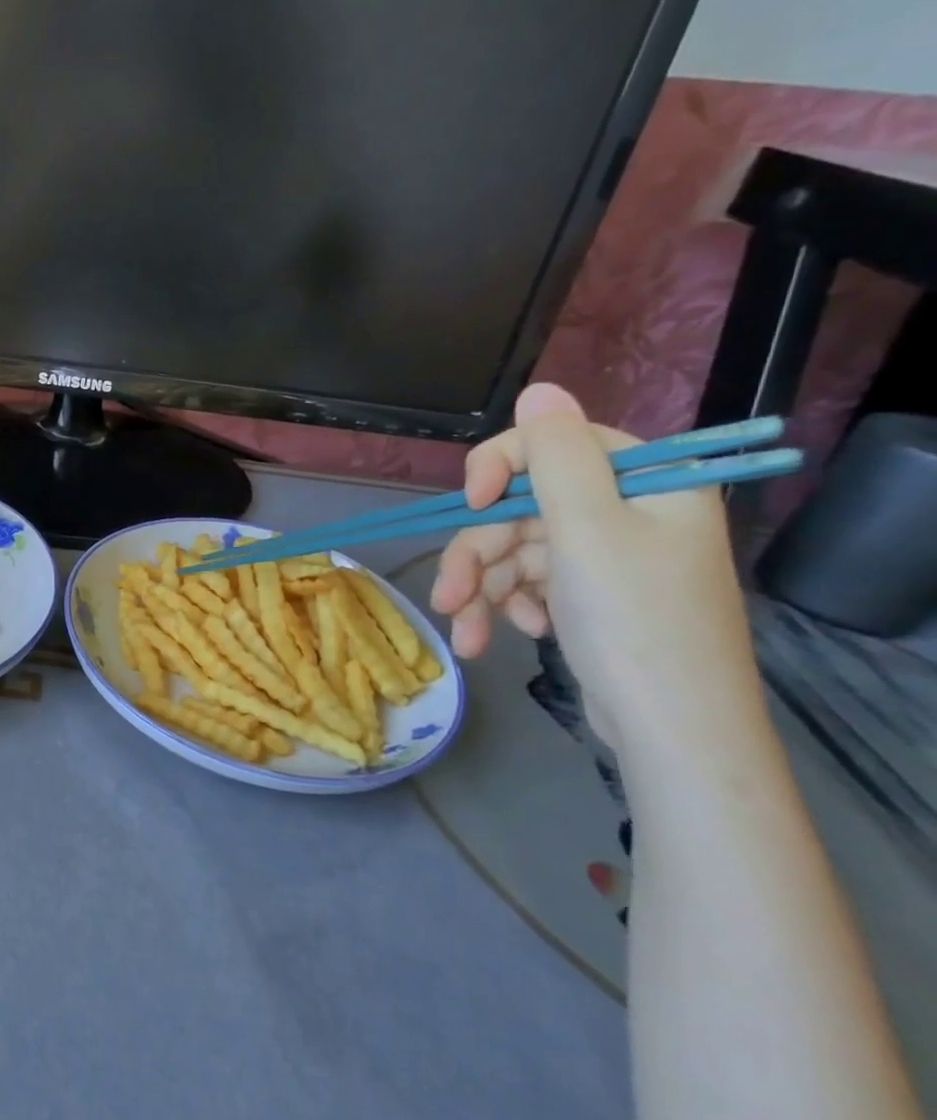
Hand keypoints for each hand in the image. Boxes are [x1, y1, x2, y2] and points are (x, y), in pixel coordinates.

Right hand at [429, 384, 764, 754]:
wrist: (673, 732)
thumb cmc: (634, 622)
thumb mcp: (587, 529)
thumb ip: (556, 455)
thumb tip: (539, 388)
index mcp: (646, 485)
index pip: (557, 444)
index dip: (501, 467)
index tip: (470, 504)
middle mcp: (628, 514)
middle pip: (522, 508)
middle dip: (478, 554)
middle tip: (446, 595)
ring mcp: (607, 558)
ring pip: (515, 550)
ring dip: (480, 588)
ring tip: (465, 632)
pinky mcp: (589, 596)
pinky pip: (528, 582)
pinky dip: (505, 606)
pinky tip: (502, 636)